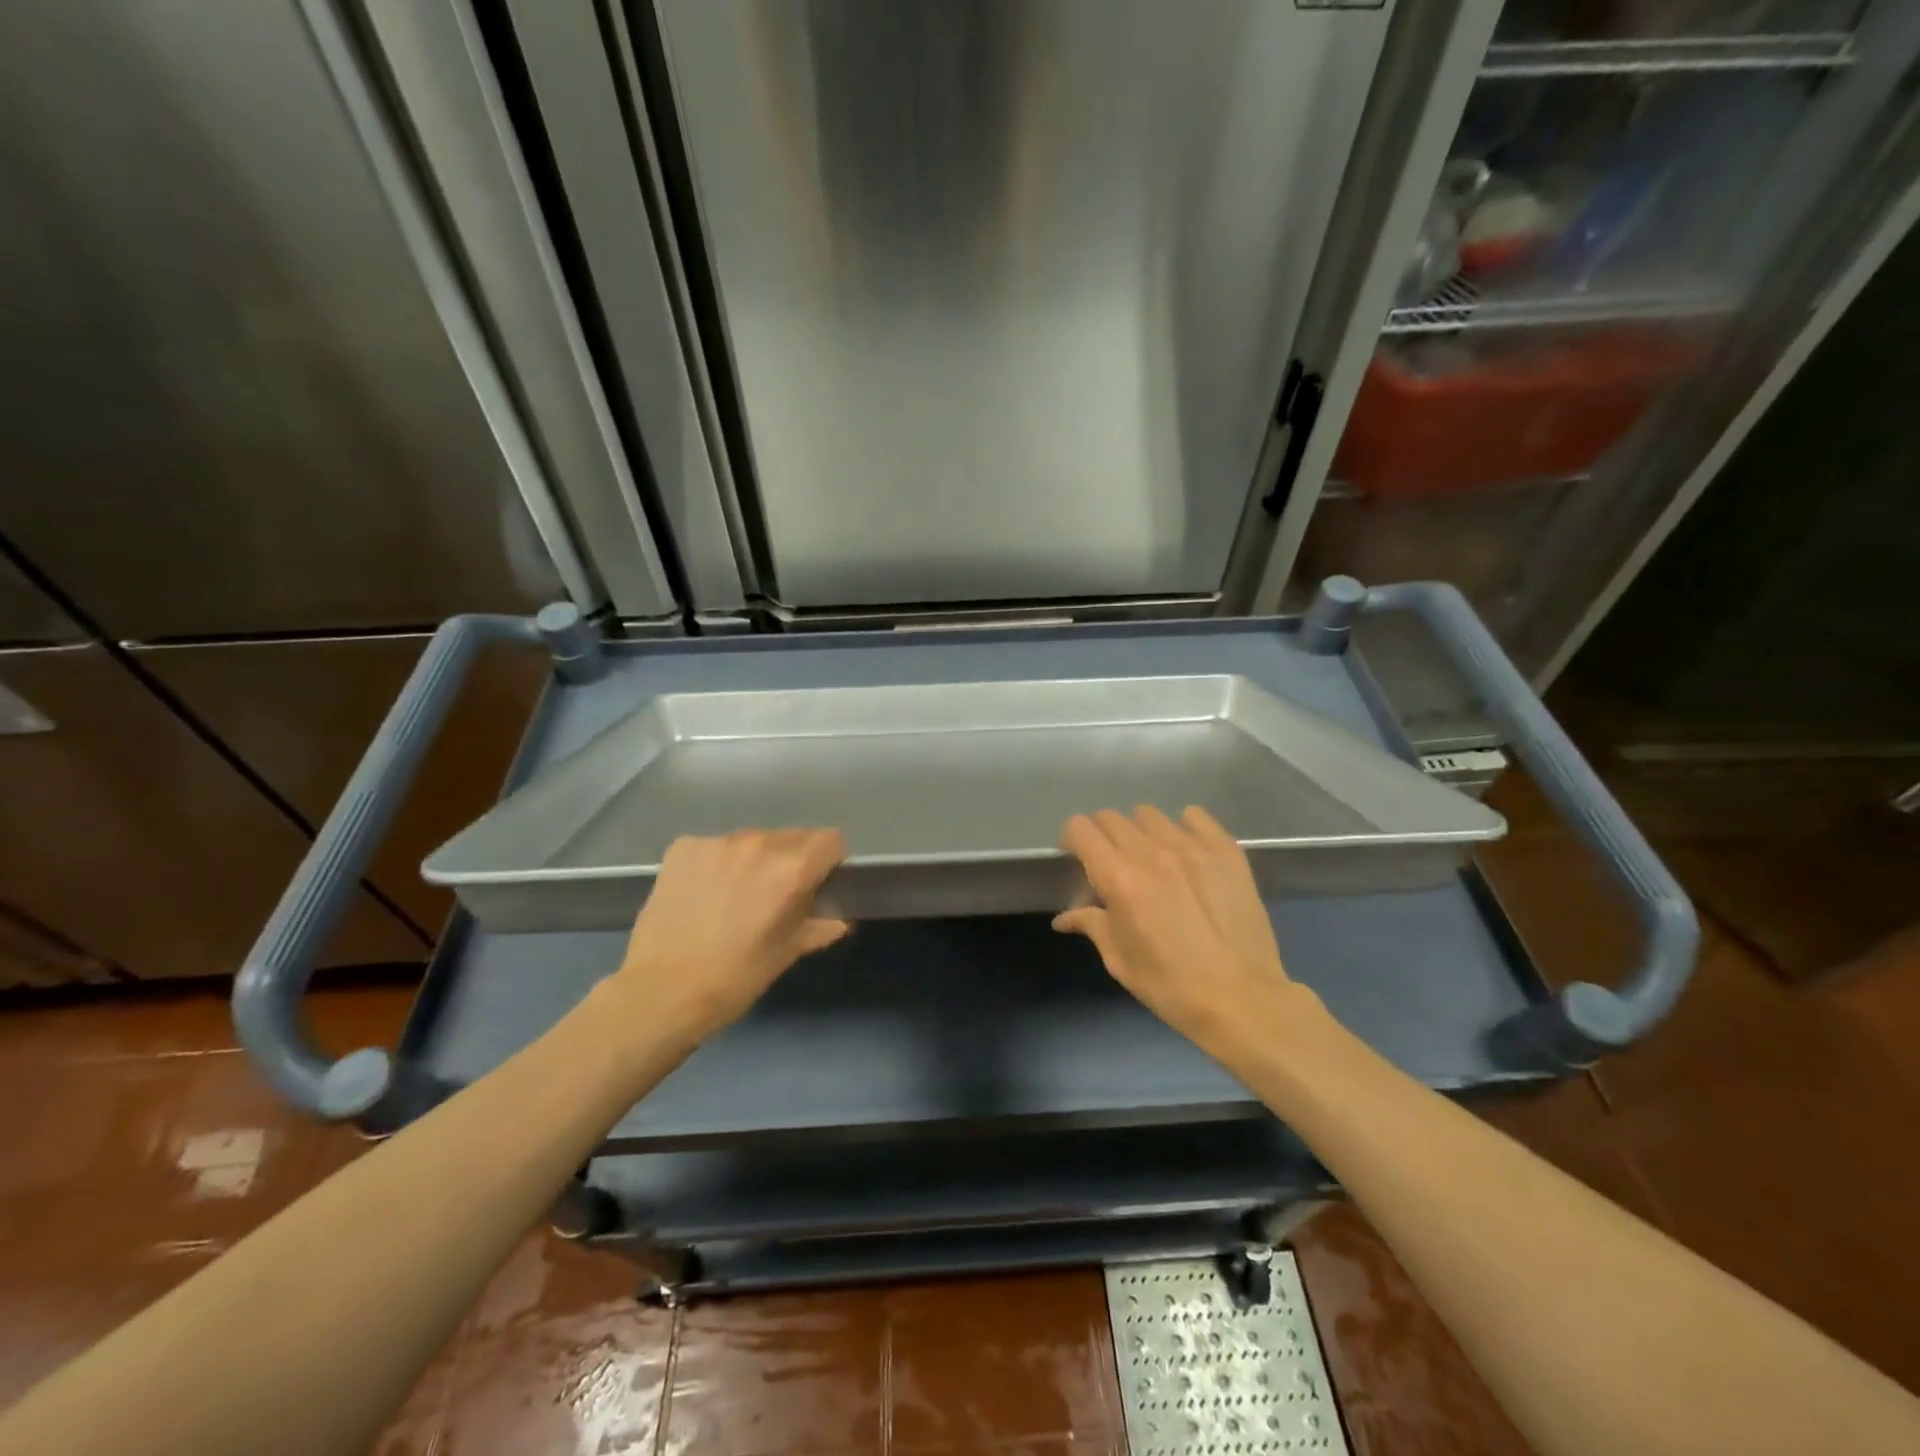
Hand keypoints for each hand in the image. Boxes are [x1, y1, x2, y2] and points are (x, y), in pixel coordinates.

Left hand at [607, 828, 849, 1045]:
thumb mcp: (787, 954)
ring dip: (753, 860)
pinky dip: (716, 863)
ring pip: (752, 840)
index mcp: (791, 869)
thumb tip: (839, 919)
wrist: (661, 991)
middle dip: (791, 860)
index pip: (830, 840)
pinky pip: (714, 846)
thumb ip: (820, 927)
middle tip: (773, 894)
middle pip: (792, 836)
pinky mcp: (684, 847)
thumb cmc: (735, 978)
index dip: (829, 861)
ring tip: (734, 895)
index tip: (817, 883)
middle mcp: (758, 844)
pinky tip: (703, 894)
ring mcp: (717, 842)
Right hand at [1055, 806, 1307, 1060]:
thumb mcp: (1119, 960)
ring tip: (1151, 858)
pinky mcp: (1225, 850)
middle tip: (1112, 863)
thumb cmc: (1170, 986)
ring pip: (1149, 815)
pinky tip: (1186, 852)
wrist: (1242, 999)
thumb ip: (1091, 924)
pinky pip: (1195, 816)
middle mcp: (1152, 852)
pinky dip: (1183, 827)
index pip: (1080, 828)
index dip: (1072, 839)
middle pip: (1111, 817)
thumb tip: (1065, 917)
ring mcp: (1192, 847)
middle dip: (1103, 836)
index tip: (1077, 857)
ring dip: (1140, 832)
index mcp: (1119, 879)